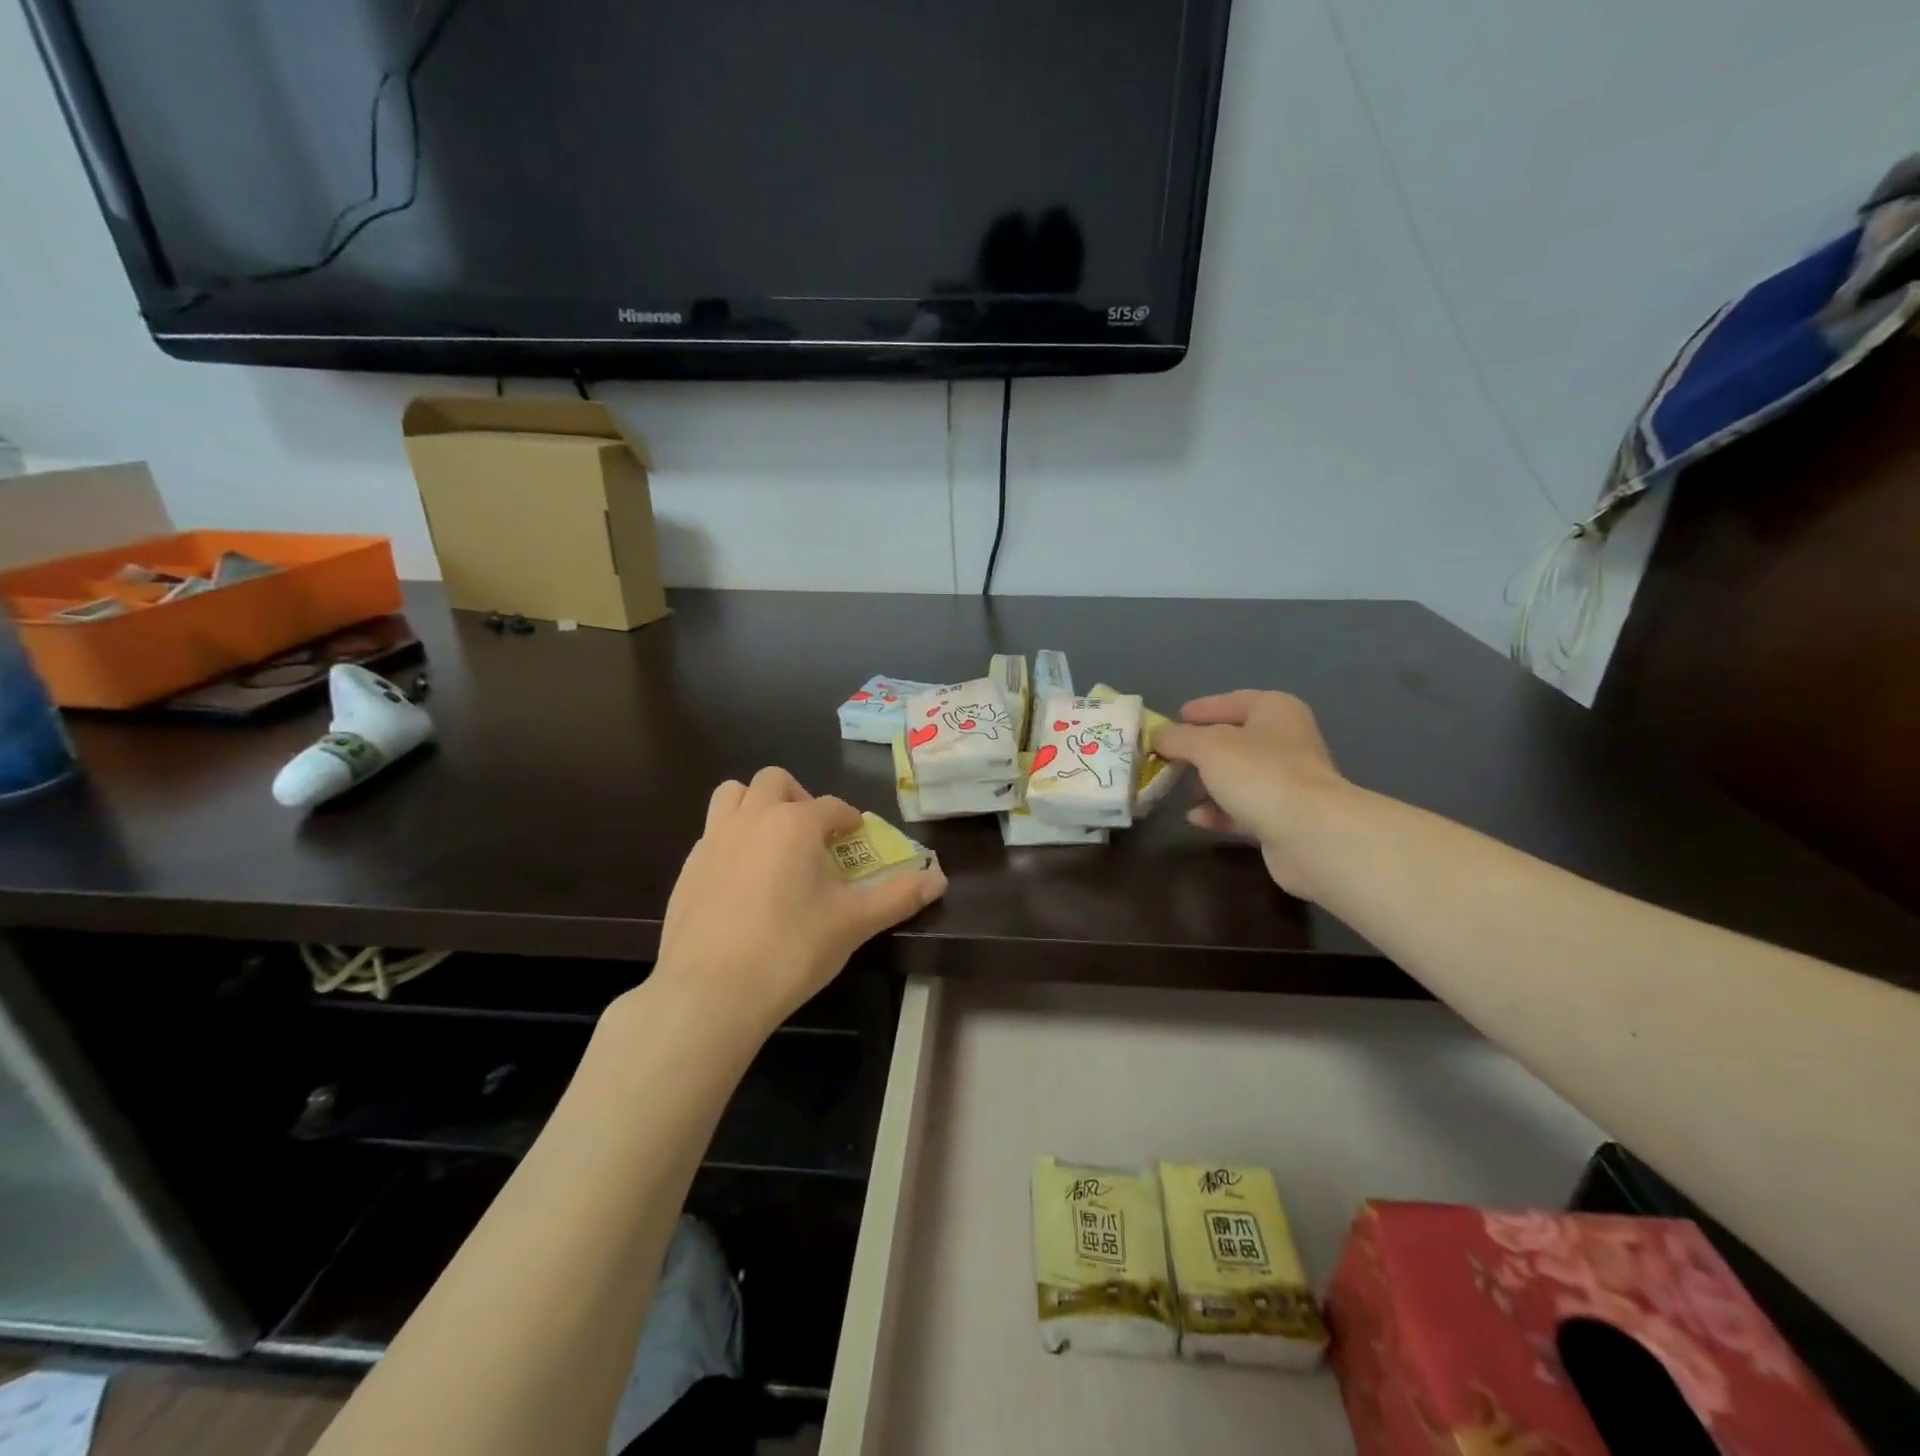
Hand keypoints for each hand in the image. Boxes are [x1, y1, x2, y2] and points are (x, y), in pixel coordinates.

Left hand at [649, 767, 947, 1037]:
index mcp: (795, 823)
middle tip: (813, 834)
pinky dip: (732, 838)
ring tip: (773, 842)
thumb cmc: (790, 950)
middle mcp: (752, 818)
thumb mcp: (853, 924)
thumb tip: (940, 879)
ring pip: (733, 795)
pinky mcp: (688, 867)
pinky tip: (742, 878)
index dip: (848, 819)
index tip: (855, 836)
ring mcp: (713, 840)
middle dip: (799, 797)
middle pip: (775, 781)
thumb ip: (898, 896)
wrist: (710, 993)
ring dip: (757, 805)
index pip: (831, 806)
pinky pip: (712, 832)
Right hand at [1152, 691, 1353, 897]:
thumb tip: (1157, 736)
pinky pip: (1243, 807)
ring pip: (1238, 776)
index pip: (1232, 701)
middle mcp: (1287, 740)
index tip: (1174, 720)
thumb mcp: (1206, 747)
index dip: (1202, 709)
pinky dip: (1219, 811)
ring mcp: (1289, 781)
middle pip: (1234, 740)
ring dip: (1208, 784)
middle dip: (1199, 751)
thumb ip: (1177, 738)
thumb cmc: (1259, 774)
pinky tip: (1196, 817)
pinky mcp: (1285, 817)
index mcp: (1275, 710)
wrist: (1310, 834)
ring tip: (1178, 791)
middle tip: (1168, 758)